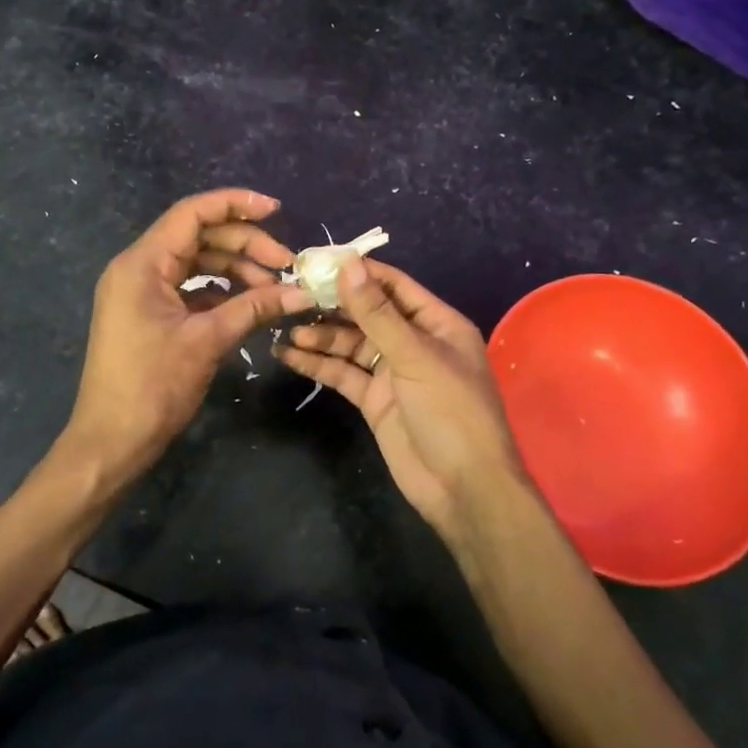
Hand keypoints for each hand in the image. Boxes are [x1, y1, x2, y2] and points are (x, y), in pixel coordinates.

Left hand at [65, 189, 316, 483]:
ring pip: (196, 263)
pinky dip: (220, 292)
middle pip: (198, 237)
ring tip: (274, 290)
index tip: (277, 210)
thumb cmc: (152, 386)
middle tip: (286, 264)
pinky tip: (250, 305)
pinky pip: (189, 288)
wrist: (111, 440)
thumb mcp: (207, 341)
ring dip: (235, 270)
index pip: (192, 214)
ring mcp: (141, 292)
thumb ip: (254, 308)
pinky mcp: (148, 314)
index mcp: (142, 264)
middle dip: (244, 245)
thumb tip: (302, 293)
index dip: (235, 204)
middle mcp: (138, 268)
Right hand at [276, 257, 531, 539]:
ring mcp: (392, 373)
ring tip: (285, 328)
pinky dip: (317, 364)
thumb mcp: (415, 356)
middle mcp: (414, 343)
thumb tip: (347, 263)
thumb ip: (377, 312)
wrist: (462, 487)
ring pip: (351, 344)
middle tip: (292, 294)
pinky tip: (288, 355)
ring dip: (321, 335)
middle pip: (368, 314)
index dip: (358, 272)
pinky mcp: (374, 401)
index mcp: (436, 323)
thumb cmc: (450, 411)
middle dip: (332, 305)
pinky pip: (343, 374)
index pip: (392, 285)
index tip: (317, 261)